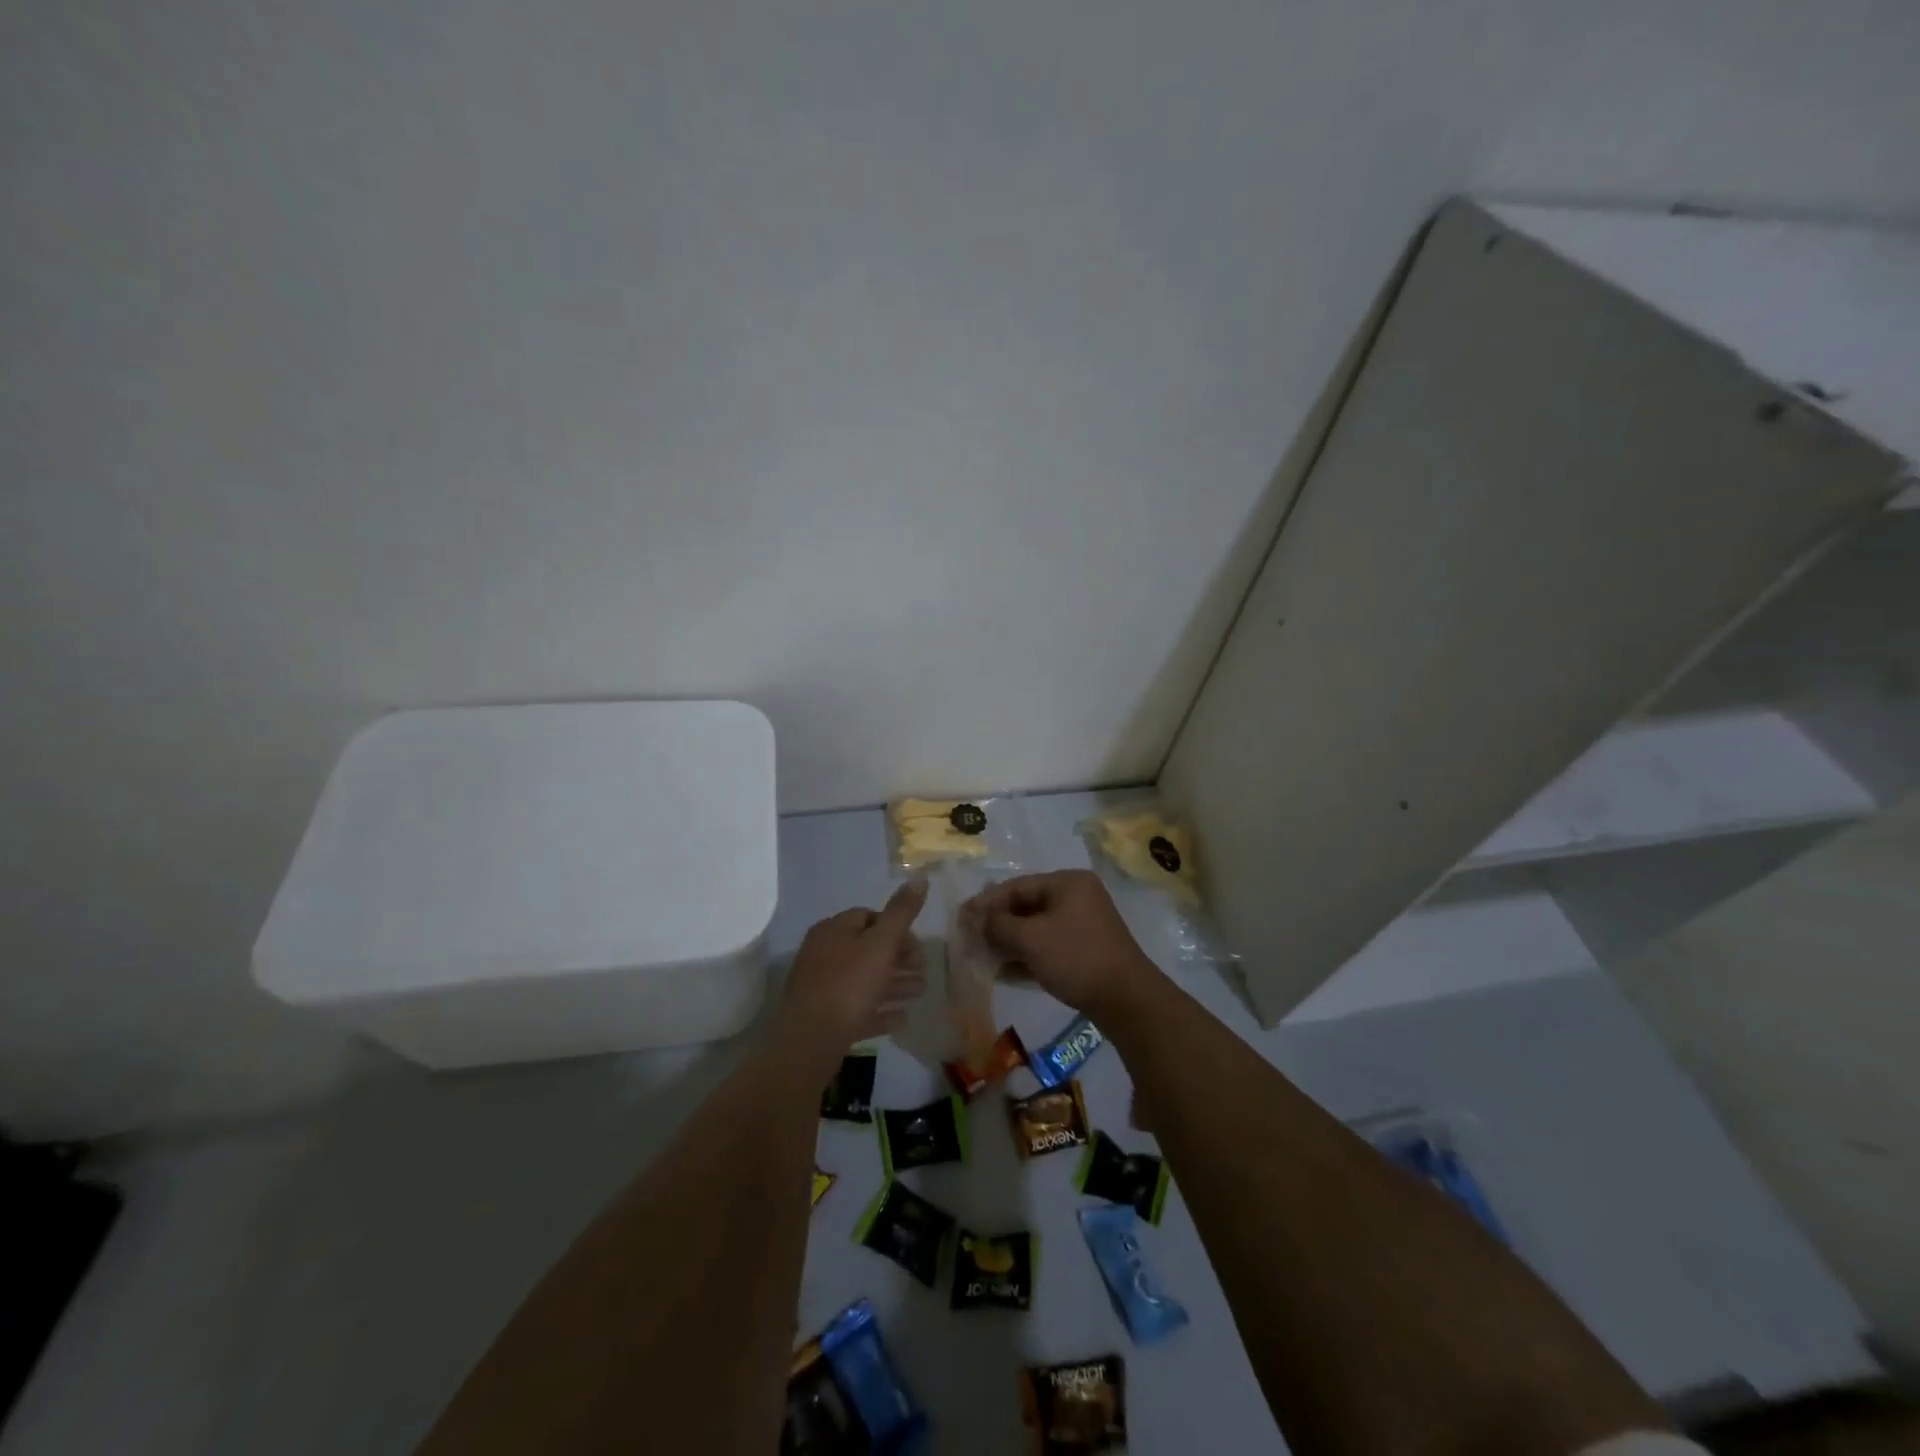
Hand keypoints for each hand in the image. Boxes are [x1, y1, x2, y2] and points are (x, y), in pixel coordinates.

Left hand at [776, 879, 929, 1073]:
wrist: (810, 1041)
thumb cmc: (849, 984)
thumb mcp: (881, 944)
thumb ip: (902, 912)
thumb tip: (920, 877)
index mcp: (833, 930)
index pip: (868, 916)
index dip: (896, 927)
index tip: (918, 946)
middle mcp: (823, 954)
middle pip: (867, 949)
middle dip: (899, 959)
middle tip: (924, 970)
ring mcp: (821, 987)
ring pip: (864, 980)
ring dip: (894, 985)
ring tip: (920, 993)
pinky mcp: (823, 1018)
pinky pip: (857, 1009)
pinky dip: (879, 1011)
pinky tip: (902, 1019)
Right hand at [962, 870, 1159, 1017]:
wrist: (1126, 1000)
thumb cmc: (1075, 957)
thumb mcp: (1031, 938)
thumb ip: (998, 925)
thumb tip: (977, 921)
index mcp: (1067, 883)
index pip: (1016, 886)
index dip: (986, 902)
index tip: (960, 918)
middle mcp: (1076, 897)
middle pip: (1026, 906)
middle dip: (996, 924)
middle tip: (969, 939)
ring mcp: (1083, 925)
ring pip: (1036, 929)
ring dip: (1009, 942)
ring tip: (982, 957)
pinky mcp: (1085, 951)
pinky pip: (1047, 947)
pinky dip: (1026, 956)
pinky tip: (1003, 972)